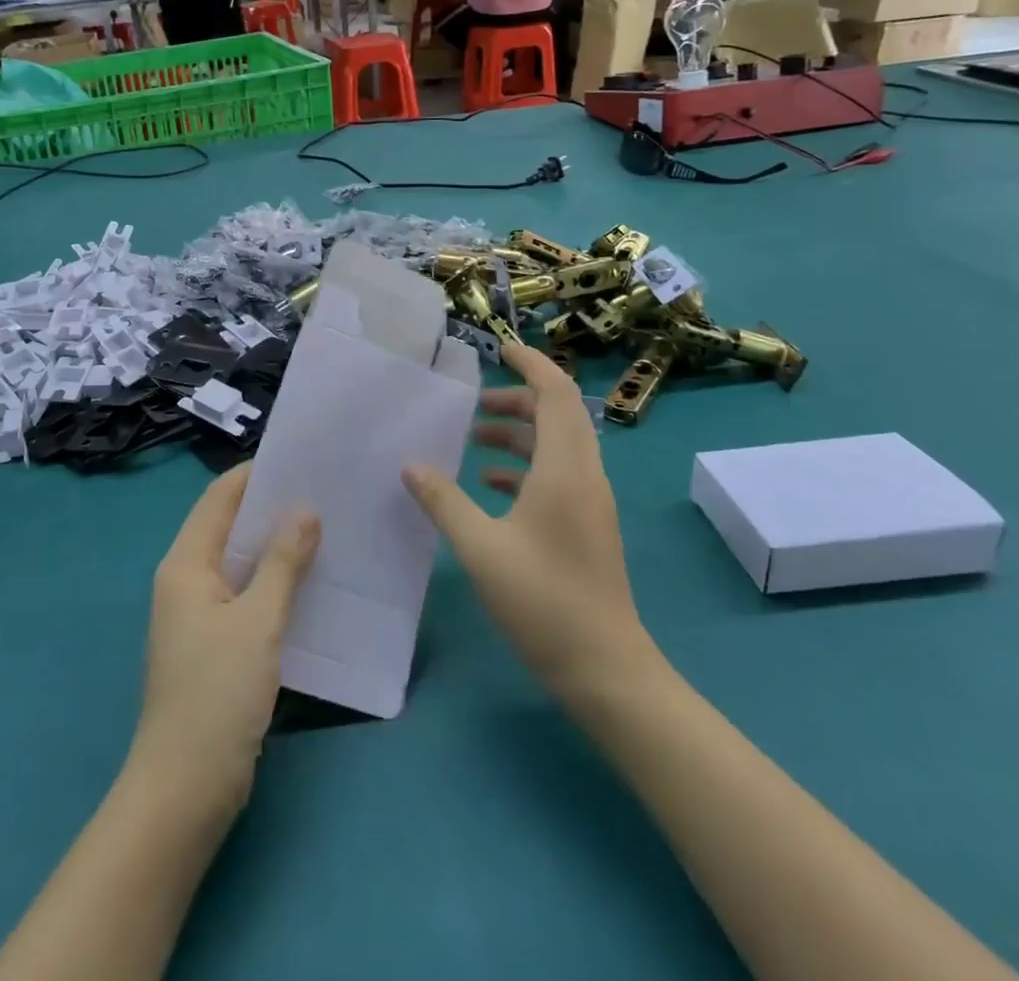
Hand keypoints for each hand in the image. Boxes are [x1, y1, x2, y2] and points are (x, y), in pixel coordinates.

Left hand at [132, 464, 320, 810]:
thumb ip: (282, 564)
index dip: (254, 474)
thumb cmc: (216, 694)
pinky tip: (310, 582)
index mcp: (185, 564)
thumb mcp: (257, 622)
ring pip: (239, 562)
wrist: (185, 788)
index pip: (219, 498)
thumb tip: (304, 510)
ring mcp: (198, 614)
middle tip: (322, 491)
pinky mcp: (214, 644)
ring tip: (325, 527)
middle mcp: (186, 580)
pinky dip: (273, 581)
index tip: (300, 460)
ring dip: (275, 546)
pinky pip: (245, 595)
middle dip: (270, 508)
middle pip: (228, 526)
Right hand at [403, 345, 652, 699]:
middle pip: (559, 414)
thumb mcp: (481, 548)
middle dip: (518, 398)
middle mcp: (585, 476)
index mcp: (565, 469)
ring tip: (475, 438)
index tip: (499, 349)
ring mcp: (590, 502)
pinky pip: (557, 475)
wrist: (607, 670)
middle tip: (475, 401)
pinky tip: (490, 485)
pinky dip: (525, 466)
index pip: (556, 394)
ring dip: (520, 432)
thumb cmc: (544, 601)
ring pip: (557, 445)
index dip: (531, 364)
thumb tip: (411, 465)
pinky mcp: (586, 525)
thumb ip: (444, 501)